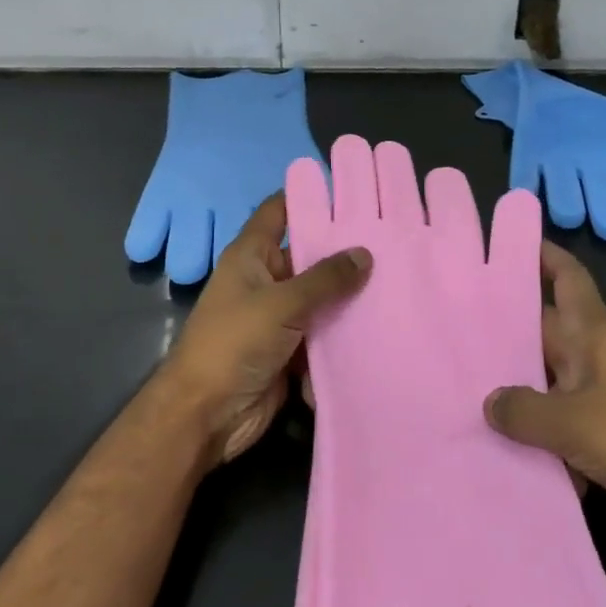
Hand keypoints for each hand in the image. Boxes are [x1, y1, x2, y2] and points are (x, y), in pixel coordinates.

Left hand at [158, 191, 370, 466]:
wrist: (207, 415)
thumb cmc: (234, 343)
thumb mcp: (281, 303)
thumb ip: (325, 278)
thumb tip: (365, 253)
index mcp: (252, 255)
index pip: (280, 211)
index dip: (308, 196)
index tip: (350, 191)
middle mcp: (265, 279)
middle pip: (309, 256)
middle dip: (345, 252)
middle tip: (393, 239)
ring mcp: (278, 316)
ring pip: (321, 297)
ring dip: (349, 296)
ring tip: (399, 279)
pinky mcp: (290, 349)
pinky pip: (323, 332)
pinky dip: (343, 331)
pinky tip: (382, 322)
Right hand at [483, 242, 605, 565]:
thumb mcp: (573, 420)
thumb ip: (523, 410)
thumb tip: (489, 401)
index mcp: (593, 335)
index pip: (567, 279)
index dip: (542, 256)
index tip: (505, 243)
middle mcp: (592, 361)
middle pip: (540, 335)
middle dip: (500, 333)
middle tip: (447, 330)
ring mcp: (597, 403)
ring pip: (542, 387)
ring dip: (510, 395)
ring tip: (454, 393)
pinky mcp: (598, 444)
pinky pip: (553, 433)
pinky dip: (529, 442)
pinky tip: (488, 452)